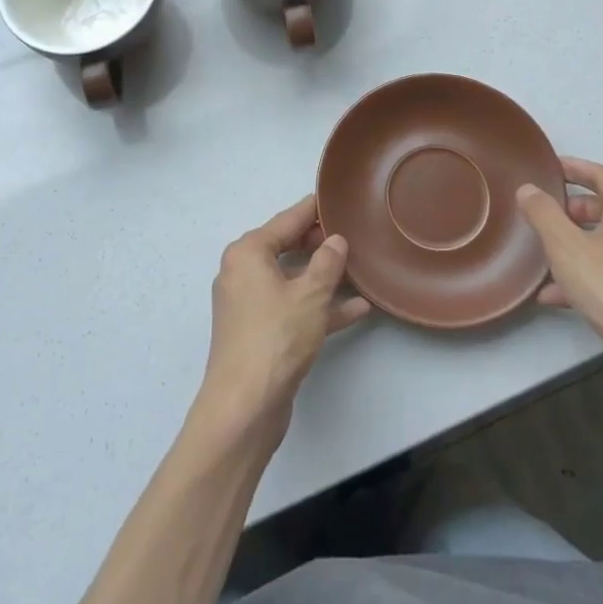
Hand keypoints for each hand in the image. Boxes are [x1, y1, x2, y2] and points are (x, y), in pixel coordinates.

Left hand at [195, 196, 370, 445]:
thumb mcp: (310, 295)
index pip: (286, 220)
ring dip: (324, 277)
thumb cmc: (276, 338)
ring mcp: (249, 304)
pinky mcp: (258, 332)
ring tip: (359, 269)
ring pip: (292, 279)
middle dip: (319, 243)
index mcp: (248, 253)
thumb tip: (335, 240)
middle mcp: (243, 272)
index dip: (313, 209)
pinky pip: (292, 306)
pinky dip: (318, 306)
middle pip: (287, 246)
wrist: (244, 406)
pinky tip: (356, 308)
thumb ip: (327, 262)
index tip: (335, 197)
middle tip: (353, 234)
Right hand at [517, 158, 602, 413]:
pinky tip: (557, 297)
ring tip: (547, 254)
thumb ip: (544, 214)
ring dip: (579, 244)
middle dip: (578, 208)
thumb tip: (528, 189)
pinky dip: (587, 276)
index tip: (553, 169)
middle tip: (549, 212)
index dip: (578, 168)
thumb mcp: (566, 248)